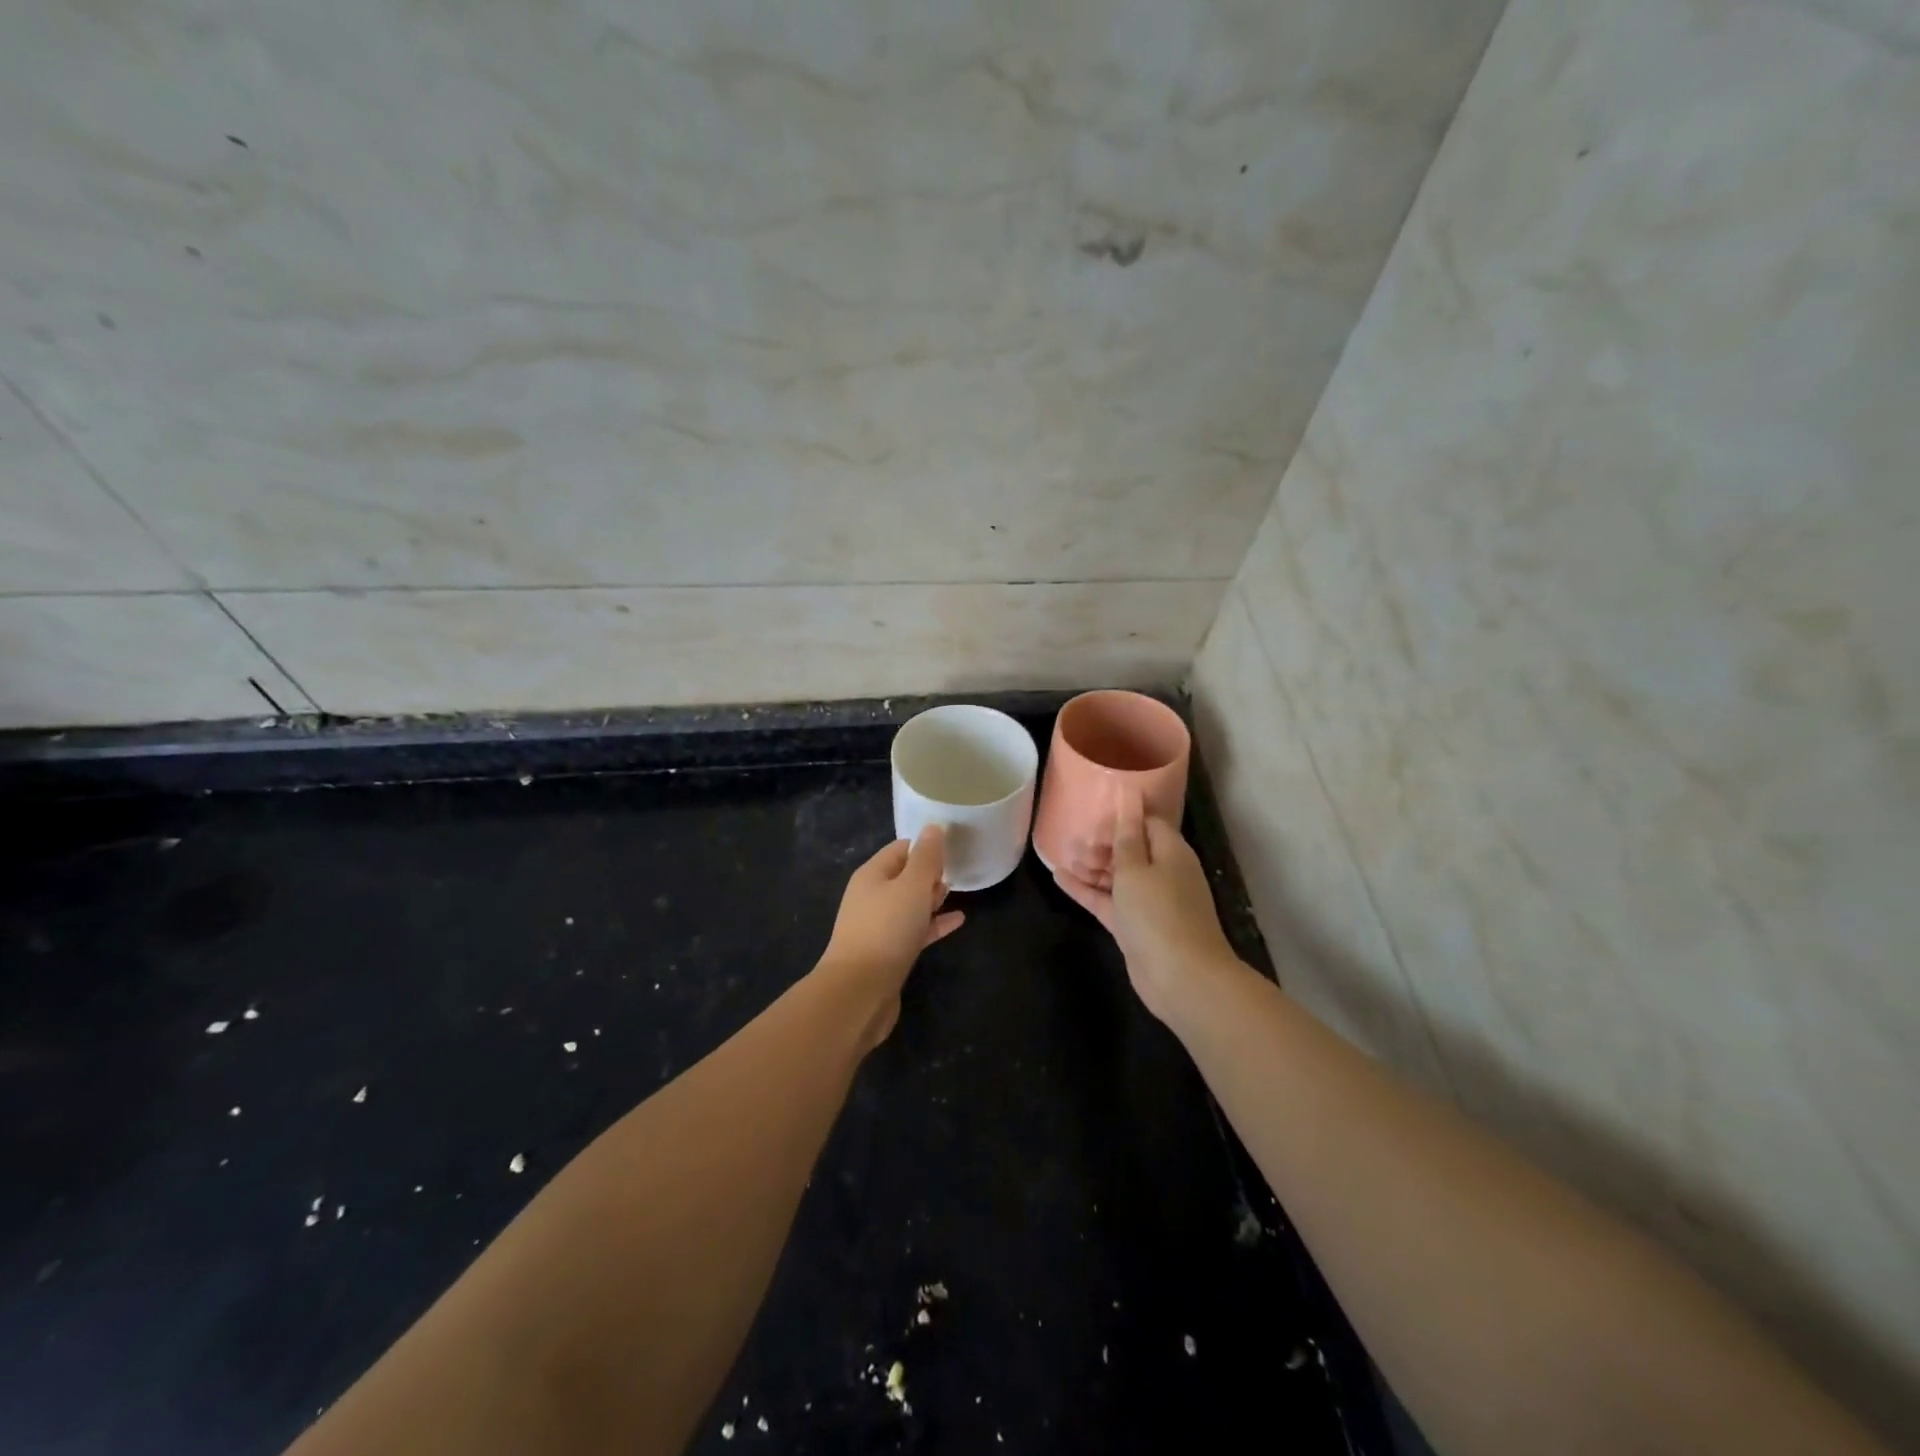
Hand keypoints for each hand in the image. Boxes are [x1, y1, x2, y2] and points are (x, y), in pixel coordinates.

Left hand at [818, 827, 964, 1045]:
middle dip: (929, 873)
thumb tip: (933, 828)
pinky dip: (934, 924)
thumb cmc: (887, 929)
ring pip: (909, 905)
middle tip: (955, 872)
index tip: (953, 847)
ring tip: (957, 895)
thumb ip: (926, 857)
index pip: (901, 849)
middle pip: (904, 876)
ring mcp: (879, 926)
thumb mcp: (911, 886)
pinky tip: (958, 922)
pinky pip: (915, 930)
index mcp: (872, 875)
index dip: (926, 846)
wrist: (859, 991)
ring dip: (931, 898)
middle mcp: (872, 897)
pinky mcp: (888, 953)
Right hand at [1054, 791, 1240, 1024]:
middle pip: (1130, 849)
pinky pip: (1107, 900)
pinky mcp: (1133, 926)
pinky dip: (1086, 890)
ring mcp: (1148, 902)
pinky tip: (1059, 878)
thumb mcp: (1136, 868)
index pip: (1148, 824)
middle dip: (1102, 843)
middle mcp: (1162, 873)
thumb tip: (1130, 795)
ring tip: (1063, 855)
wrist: (1181, 977)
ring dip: (1091, 866)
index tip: (1093, 815)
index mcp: (1171, 853)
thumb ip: (1126, 835)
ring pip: (1116, 876)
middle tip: (1074, 841)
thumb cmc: (1159, 913)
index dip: (1121, 818)